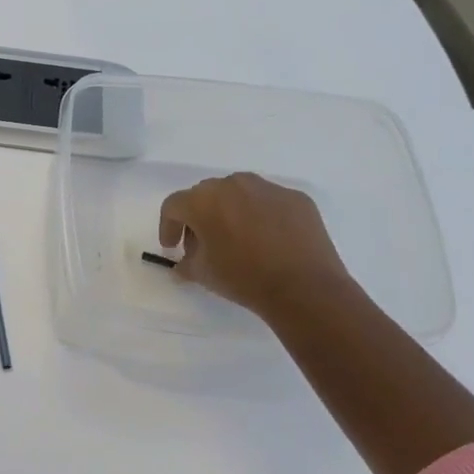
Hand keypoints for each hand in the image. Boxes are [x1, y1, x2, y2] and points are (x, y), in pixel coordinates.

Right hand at [158, 173, 352, 319]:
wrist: (304, 288)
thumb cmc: (244, 278)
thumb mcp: (203, 275)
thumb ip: (185, 263)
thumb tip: (183, 264)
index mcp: (204, 201)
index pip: (174, 205)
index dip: (168, 226)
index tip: (172, 248)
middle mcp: (233, 185)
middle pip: (205, 195)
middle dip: (199, 217)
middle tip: (203, 243)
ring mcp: (267, 188)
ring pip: (238, 193)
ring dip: (230, 211)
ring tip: (237, 238)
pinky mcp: (296, 198)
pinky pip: (268, 202)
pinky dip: (261, 215)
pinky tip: (268, 240)